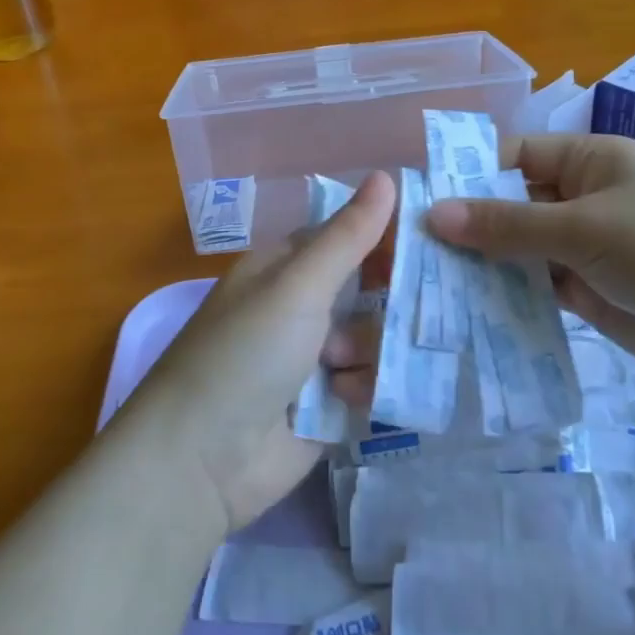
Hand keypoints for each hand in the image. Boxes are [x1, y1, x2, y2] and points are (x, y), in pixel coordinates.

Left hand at [123, 171, 394, 536]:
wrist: (203, 459)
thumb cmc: (246, 353)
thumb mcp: (297, 286)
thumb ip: (347, 236)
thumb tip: (386, 174)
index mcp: (286, 268)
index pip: (349, 236)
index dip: (387, 235)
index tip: (431, 238)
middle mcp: (302, 307)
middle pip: (370, 288)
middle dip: (391, 298)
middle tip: (421, 303)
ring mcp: (315, 358)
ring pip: (377, 336)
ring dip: (370, 349)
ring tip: (342, 366)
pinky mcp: (329, 404)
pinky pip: (371, 382)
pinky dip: (364, 387)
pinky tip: (345, 399)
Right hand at [423, 133, 634, 394]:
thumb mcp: (584, 227)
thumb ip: (507, 224)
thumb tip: (433, 214)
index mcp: (590, 161)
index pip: (514, 157)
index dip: (468, 174)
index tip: (417, 201)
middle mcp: (584, 199)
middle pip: (512, 205)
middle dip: (468, 226)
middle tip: (410, 253)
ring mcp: (587, 249)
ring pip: (521, 251)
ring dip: (483, 265)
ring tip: (426, 286)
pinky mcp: (590, 294)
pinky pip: (538, 289)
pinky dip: (508, 297)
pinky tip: (466, 311)